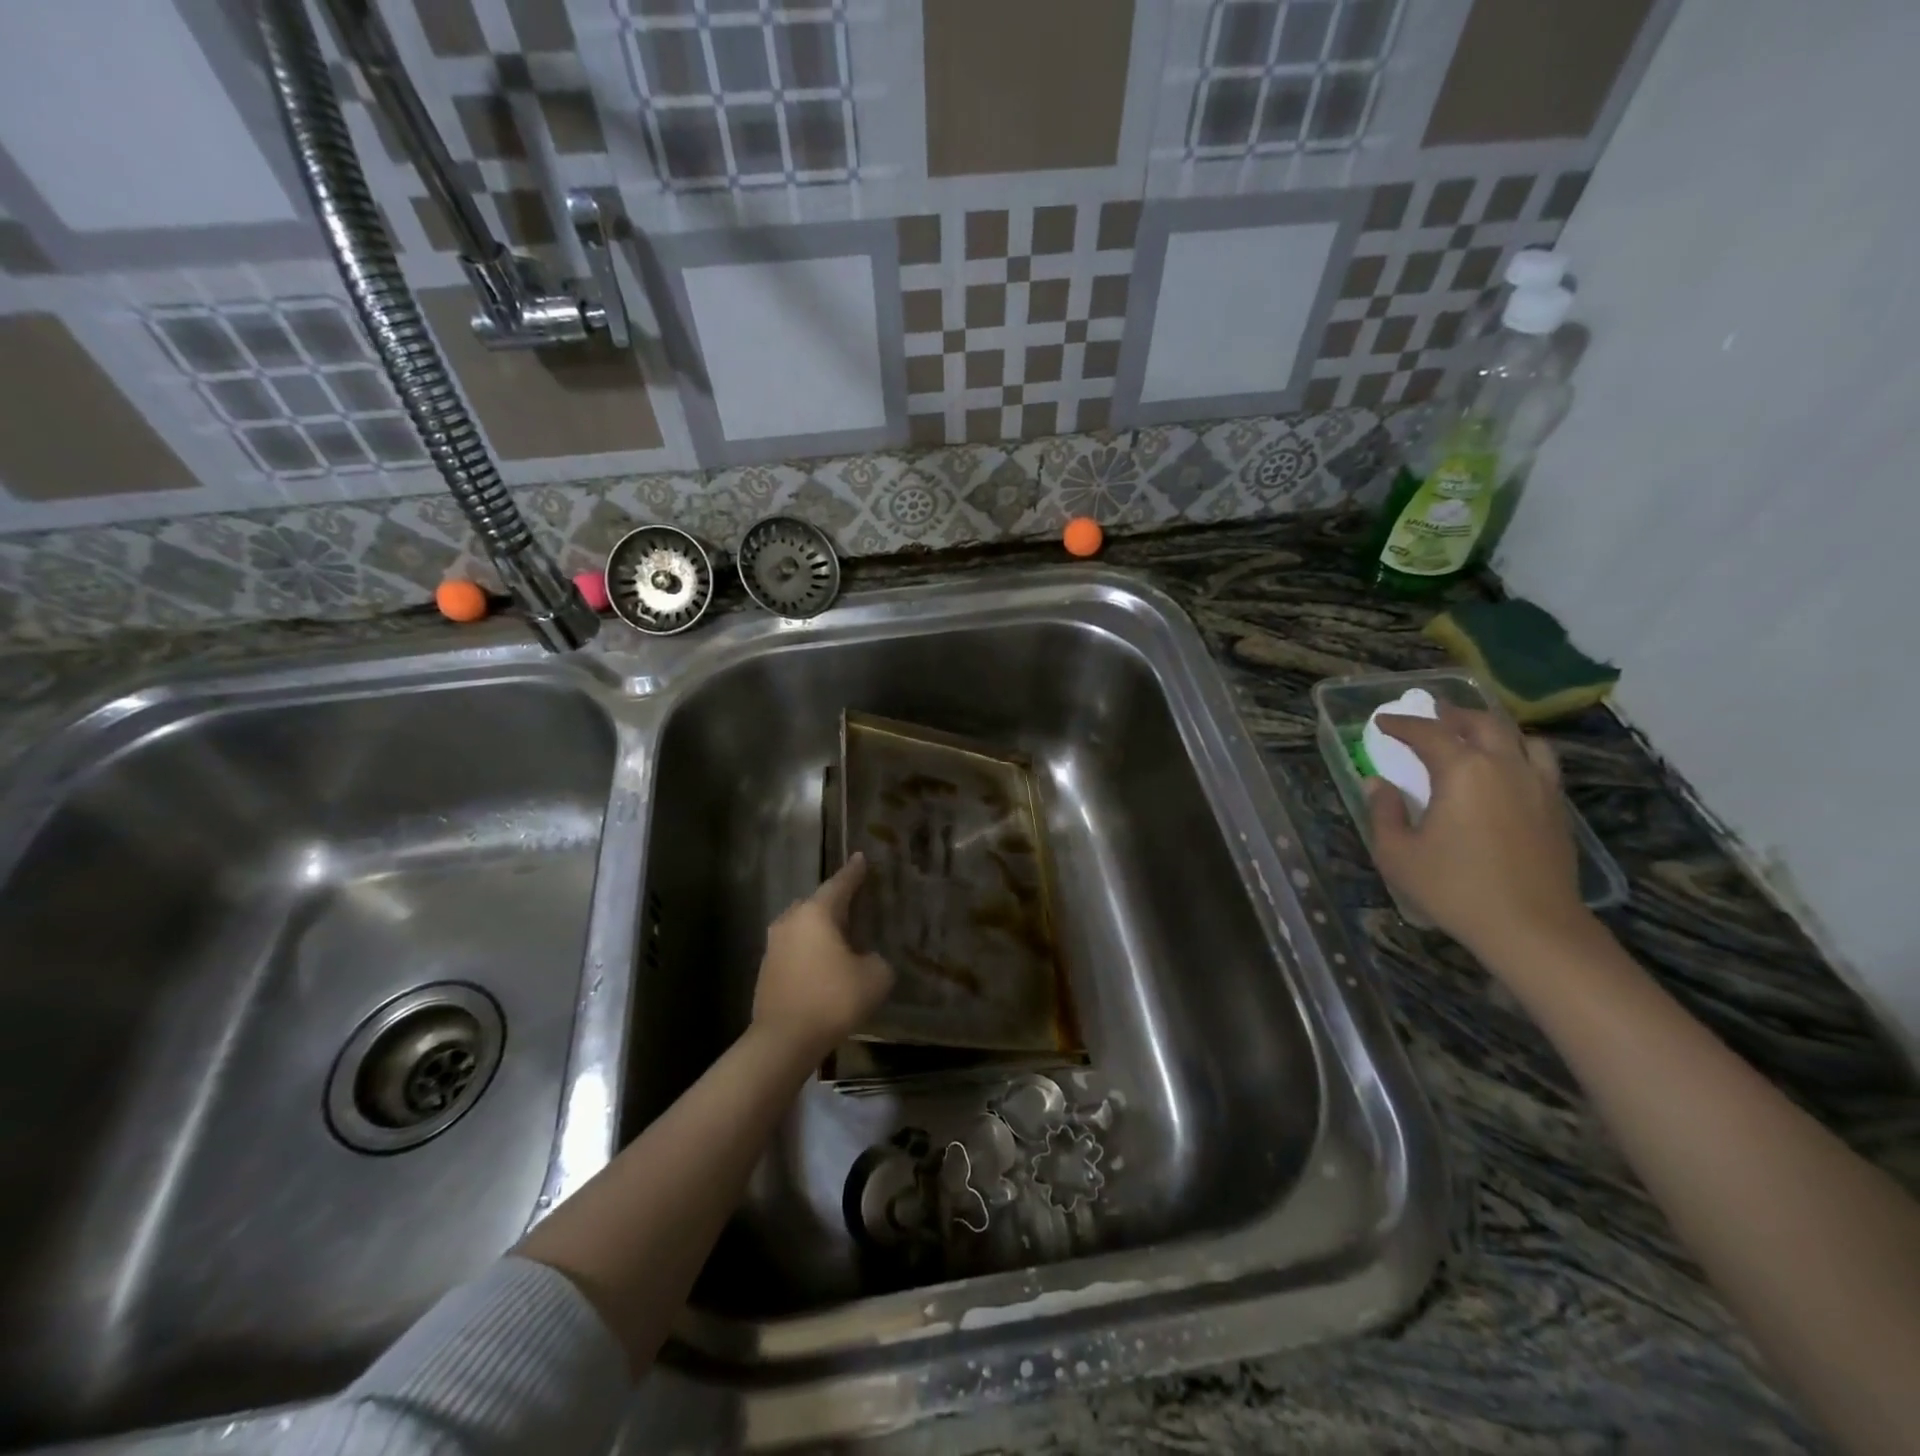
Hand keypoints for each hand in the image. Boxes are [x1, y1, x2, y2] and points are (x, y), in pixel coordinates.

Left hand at [753, 853, 894, 1060]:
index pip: (840, 884)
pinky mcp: (766, 969)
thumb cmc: (833, 999)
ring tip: (840, 936)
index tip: (861, 857)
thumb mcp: (875, 977)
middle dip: (835, 902)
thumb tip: (867, 958)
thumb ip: (877, 959)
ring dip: (820, 929)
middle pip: (817, 902)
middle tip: (855, 902)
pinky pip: (794, 948)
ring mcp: (774, 945)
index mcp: (817, 913)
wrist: (784, 1040)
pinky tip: (822, 965)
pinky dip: (809, 950)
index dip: (854, 872)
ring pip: (802, 926)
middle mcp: (791, 921)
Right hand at [1365, 701, 1587, 957]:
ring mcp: (1539, 787)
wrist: (1532, 928)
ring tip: (1476, 737)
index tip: (1383, 721)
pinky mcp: (1557, 810)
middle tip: (1433, 714)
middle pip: (1482, 724)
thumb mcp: (1398, 854)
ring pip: (1522, 739)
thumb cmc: (1455, 888)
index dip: (1403, 724)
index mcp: (1463, 771)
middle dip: (1453, 715)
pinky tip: (1506, 772)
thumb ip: (1384, 812)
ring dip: (1494, 730)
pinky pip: (1541, 764)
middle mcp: (1505, 767)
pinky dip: (1519, 755)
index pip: (1429, 734)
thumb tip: (1378, 785)